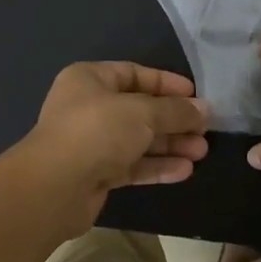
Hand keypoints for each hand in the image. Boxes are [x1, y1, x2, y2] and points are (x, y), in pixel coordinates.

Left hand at [17, 62, 210, 229]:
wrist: (55, 187)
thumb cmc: (97, 131)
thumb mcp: (143, 113)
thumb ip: (175, 111)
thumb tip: (205, 110)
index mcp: (90, 80)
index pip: (135, 74)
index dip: (167, 84)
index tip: (196, 95)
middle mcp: (89, 107)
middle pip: (140, 109)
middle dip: (174, 120)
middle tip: (206, 129)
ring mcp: (91, 143)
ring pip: (138, 140)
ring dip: (170, 145)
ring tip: (202, 152)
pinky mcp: (96, 174)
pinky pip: (132, 165)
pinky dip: (157, 166)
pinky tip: (184, 171)